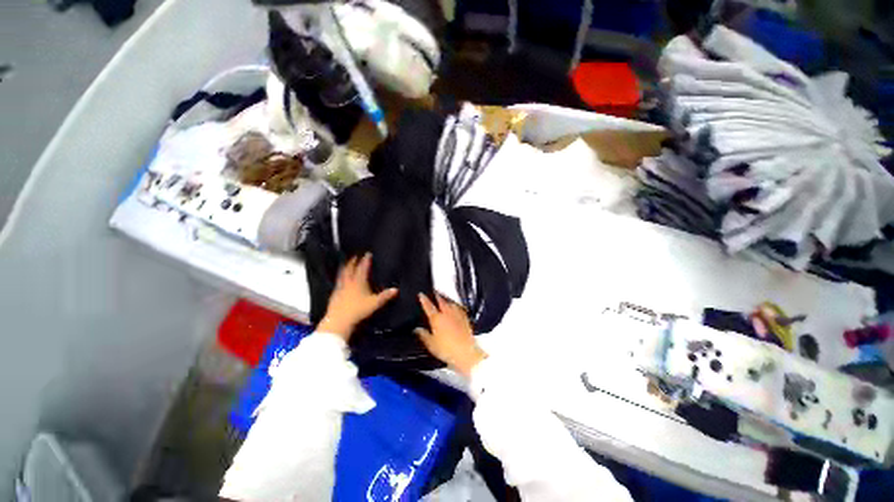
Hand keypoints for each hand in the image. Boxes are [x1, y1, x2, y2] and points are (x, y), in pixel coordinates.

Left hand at [318, 253, 397, 340]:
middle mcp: (348, 282)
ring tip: (346, 264)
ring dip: (345, 268)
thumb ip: (385, 296)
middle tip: (356, 256)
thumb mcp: (374, 303)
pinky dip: (340, 278)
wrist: (339, 320)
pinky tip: (340, 281)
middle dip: (353, 261)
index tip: (368, 254)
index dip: (366, 260)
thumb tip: (396, 290)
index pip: (363, 268)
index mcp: (359, 282)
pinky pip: (338, 282)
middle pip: (350, 269)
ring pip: (342, 274)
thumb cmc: (358, 310)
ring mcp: (340, 288)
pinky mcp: (334, 294)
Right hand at [416, 294, 486, 376]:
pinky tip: (455, 307)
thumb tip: (417, 329)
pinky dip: (455, 306)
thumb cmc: (447, 349)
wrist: (465, 353)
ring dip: (446, 299)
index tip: (421, 294)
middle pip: (441, 300)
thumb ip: (423, 334)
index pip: (428, 306)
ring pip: (450, 303)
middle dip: (436, 295)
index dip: (423, 299)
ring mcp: (457, 315)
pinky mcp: (465, 318)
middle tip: (433, 292)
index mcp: (437, 318)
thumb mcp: (431, 344)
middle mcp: (447, 313)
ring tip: (443, 298)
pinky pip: (459, 308)